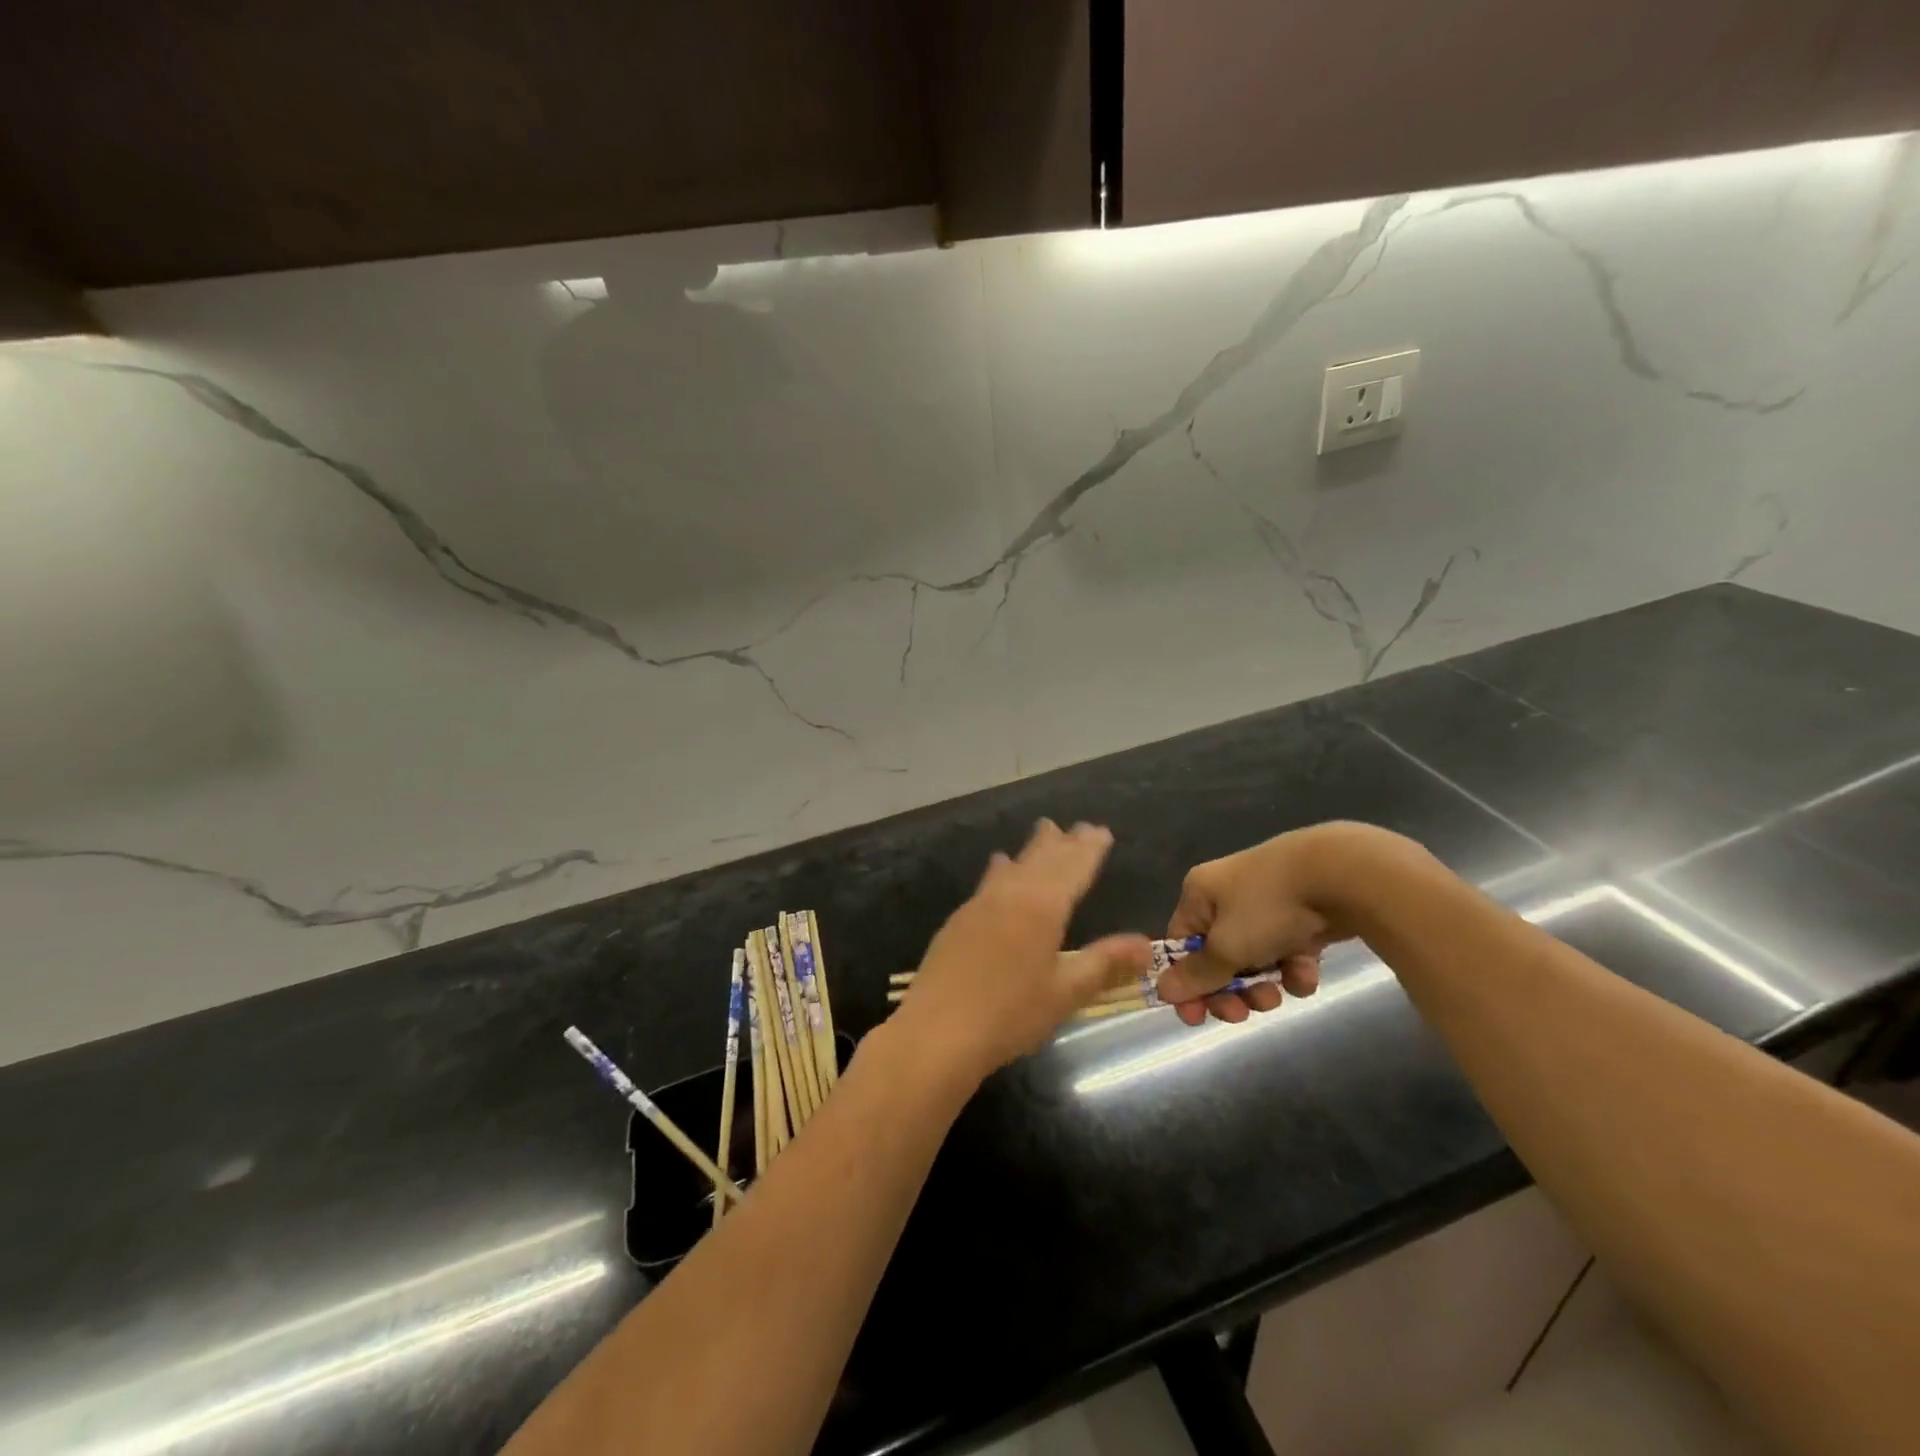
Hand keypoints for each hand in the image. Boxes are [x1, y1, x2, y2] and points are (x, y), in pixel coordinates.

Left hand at [891, 820, 1152, 1081]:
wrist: (937, 1031)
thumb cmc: (1010, 1014)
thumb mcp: (1066, 992)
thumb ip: (1105, 962)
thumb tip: (1146, 943)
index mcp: (1042, 907)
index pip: (1073, 868)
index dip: (1089, 849)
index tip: (1101, 831)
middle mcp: (1011, 895)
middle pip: (1042, 860)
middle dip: (1063, 842)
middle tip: (1078, 826)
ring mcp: (981, 904)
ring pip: (1014, 865)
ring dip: (1033, 849)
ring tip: (1044, 831)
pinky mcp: (959, 919)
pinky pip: (990, 880)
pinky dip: (1003, 868)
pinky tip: (1000, 866)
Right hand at [1155, 825, 1365, 1024]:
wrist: (1339, 875)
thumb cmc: (1267, 908)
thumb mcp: (1227, 947)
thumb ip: (1197, 974)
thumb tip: (1163, 991)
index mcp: (1199, 894)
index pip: (1181, 944)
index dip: (1187, 983)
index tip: (1198, 1018)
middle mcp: (1227, 896)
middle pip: (1218, 956)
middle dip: (1231, 990)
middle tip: (1244, 1014)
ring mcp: (1266, 904)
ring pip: (1255, 958)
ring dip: (1264, 984)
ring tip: (1281, 993)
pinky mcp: (1301, 914)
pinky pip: (1287, 950)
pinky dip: (1294, 967)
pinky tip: (1308, 970)